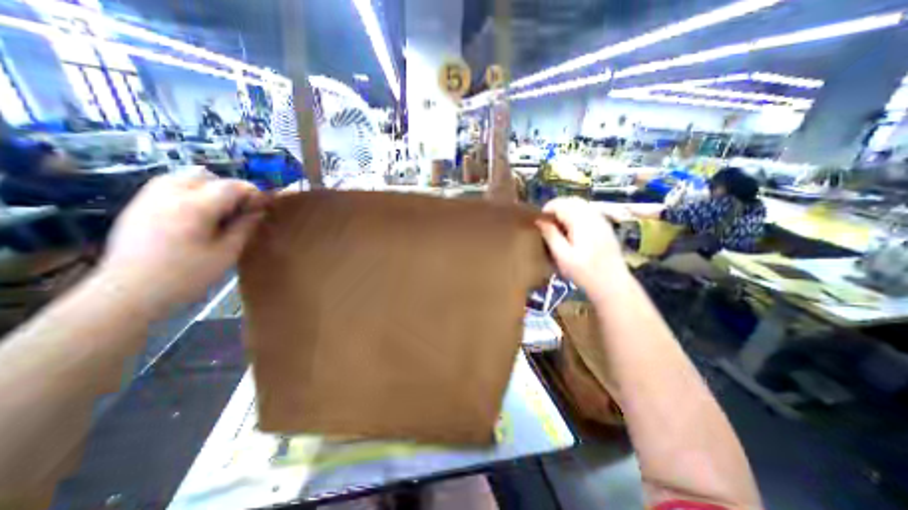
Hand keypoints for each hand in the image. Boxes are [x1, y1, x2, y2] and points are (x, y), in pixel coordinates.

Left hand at [95, 175, 267, 318]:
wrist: (127, 294)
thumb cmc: (187, 276)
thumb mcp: (227, 253)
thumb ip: (245, 226)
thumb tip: (259, 210)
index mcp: (195, 206)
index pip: (232, 186)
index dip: (254, 193)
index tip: (266, 205)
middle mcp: (169, 194)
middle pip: (208, 176)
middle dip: (231, 189)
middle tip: (242, 210)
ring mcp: (149, 198)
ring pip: (186, 177)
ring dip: (209, 188)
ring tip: (220, 211)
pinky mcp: (138, 206)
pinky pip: (169, 186)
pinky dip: (190, 192)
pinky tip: (197, 214)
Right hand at [533, 195, 627, 297]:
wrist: (613, 284)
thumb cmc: (584, 272)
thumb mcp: (562, 256)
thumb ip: (550, 235)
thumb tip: (539, 220)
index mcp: (581, 221)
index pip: (561, 204)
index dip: (547, 209)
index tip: (539, 222)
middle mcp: (593, 215)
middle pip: (571, 201)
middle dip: (556, 208)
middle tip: (546, 224)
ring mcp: (601, 220)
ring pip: (580, 205)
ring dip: (566, 210)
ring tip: (557, 227)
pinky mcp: (605, 226)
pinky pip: (588, 211)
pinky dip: (576, 215)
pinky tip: (572, 230)